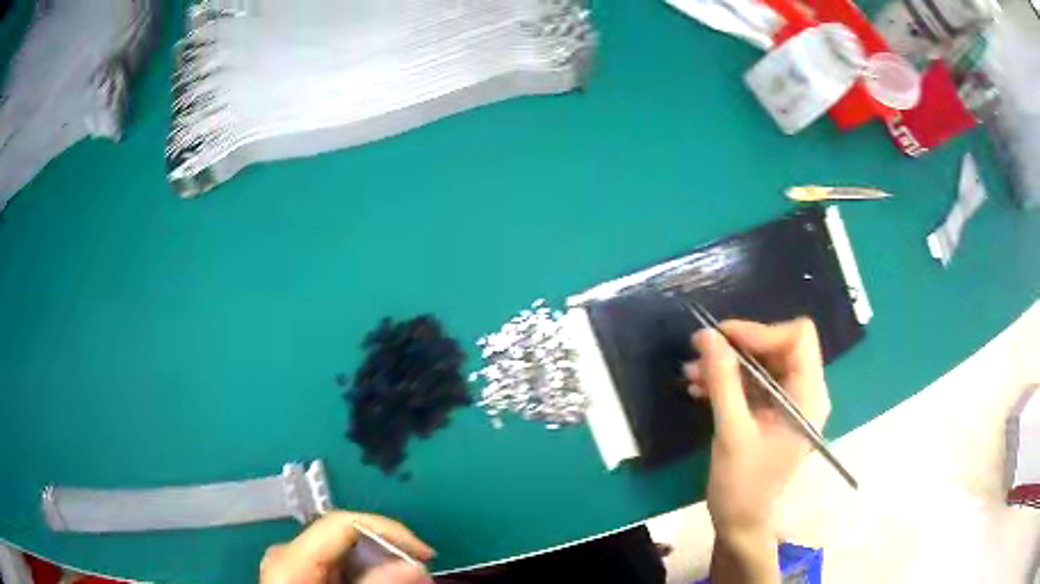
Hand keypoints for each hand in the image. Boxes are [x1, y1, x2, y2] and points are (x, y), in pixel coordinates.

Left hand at [260, 510, 434, 583]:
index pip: (342, 524)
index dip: (388, 531)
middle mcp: (289, 555)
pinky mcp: (301, 577)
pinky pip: (339, 569)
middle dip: (389, 556)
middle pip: (346, 539)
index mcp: (290, 559)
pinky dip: (367, 578)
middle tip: (421, 578)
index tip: (425, 555)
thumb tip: (416, 566)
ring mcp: (293, 567)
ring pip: (346, 555)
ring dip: (381, 570)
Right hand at [685, 319, 829, 538]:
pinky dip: (727, 381)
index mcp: (808, 395)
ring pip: (761, 363)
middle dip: (738, 347)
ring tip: (692, 373)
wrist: (741, 523)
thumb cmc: (743, 484)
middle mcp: (805, 391)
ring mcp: (788, 402)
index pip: (798, 337)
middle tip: (701, 351)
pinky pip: (752, 383)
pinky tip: (699, 388)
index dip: (761, 331)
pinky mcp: (772, 412)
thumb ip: (723, 381)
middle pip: (778, 346)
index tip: (723, 339)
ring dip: (727, 365)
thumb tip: (707, 335)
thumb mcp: (732, 431)